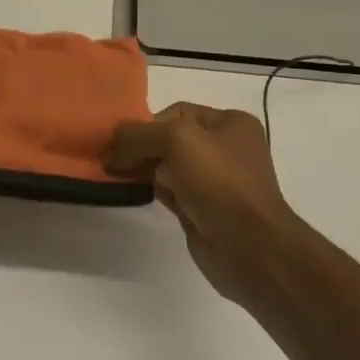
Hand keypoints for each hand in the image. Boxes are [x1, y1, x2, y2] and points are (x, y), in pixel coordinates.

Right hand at [105, 102, 303, 307]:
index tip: (122, 143)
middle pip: (169, 139)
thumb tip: (111, 148)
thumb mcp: (176, 141)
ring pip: (167, 166)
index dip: (147, 124)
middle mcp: (225, 148)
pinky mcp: (202, 209)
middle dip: (141, 147)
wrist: (248, 247)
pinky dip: (151, 189)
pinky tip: (134, 191)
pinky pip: (170, 190)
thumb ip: (138, 135)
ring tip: (116, 175)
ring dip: (142, 168)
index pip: (177, 113)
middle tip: (111, 160)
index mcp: (230, 123)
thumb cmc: (219, 182)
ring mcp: (215, 181)